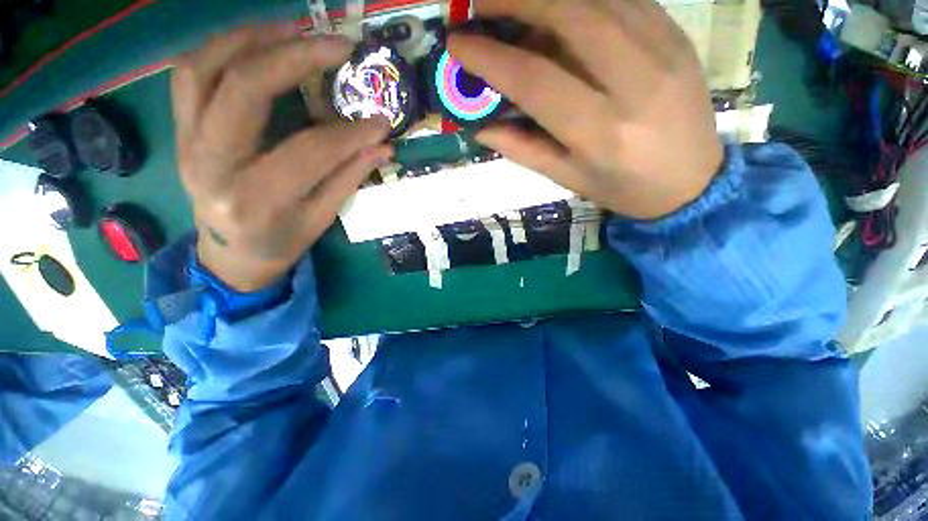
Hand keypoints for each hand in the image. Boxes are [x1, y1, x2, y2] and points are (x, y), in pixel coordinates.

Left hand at [171, 25, 391, 291]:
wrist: (229, 253)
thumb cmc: (280, 241)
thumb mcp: (321, 220)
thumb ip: (349, 179)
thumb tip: (383, 146)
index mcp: (255, 199)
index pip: (309, 152)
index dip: (351, 133)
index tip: (382, 120)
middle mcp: (211, 164)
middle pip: (244, 89)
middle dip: (294, 57)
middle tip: (338, 45)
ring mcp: (186, 141)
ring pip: (204, 67)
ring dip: (252, 37)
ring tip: (296, 27)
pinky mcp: (179, 129)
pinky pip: (189, 73)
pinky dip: (222, 47)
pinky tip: (257, 43)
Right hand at [449, 0, 723, 219]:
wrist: (693, 182)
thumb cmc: (623, 188)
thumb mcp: (567, 178)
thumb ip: (523, 149)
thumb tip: (480, 128)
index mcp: (600, 132)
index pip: (536, 80)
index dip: (491, 58)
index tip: (458, 44)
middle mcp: (634, 82)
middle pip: (570, 16)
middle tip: (480, 3)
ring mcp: (663, 50)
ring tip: (514, 2)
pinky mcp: (676, 35)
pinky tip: (560, 7)